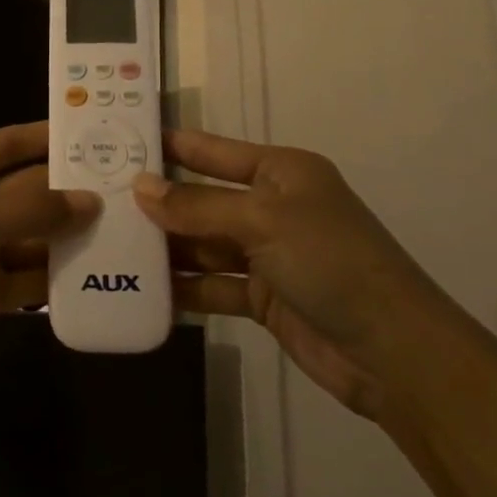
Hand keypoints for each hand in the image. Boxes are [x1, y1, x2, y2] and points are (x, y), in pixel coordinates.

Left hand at [0, 122, 98, 403]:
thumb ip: (30, 213)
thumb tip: (89, 201)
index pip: (6, 145)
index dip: (46, 137)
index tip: (94, 132)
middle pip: (25, 191)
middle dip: (67, 192)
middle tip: (125, 188)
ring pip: (31, 235)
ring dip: (67, 235)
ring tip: (123, 230)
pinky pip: (27, 275)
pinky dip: (55, 275)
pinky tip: (96, 273)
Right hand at [135, 128, 460, 418]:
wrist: (395, 354)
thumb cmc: (330, 261)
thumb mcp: (262, 221)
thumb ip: (197, 206)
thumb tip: (139, 187)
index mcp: (280, 171)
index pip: (211, 150)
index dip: (169, 146)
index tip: (119, 142)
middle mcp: (271, 206)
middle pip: (203, 199)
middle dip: (159, 202)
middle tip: (101, 202)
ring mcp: (267, 253)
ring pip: (204, 243)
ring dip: (167, 248)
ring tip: (111, 246)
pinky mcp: (264, 297)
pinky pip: (214, 284)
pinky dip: (186, 288)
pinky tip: (145, 290)